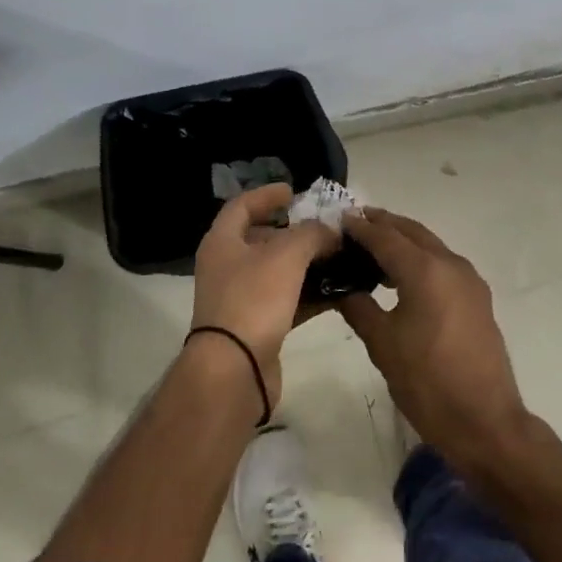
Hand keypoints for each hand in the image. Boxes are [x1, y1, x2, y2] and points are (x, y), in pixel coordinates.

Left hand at [191, 183, 338, 409]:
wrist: (234, 369)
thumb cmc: (254, 300)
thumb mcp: (287, 255)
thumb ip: (312, 234)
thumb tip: (330, 231)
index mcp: (222, 242)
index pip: (241, 206)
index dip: (266, 195)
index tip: (294, 191)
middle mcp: (226, 267)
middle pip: (261, 239)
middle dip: (294, 231)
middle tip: (325, 227)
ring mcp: (240, 299)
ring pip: (276, 272)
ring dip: (306, 263)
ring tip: (338, 257)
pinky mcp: (256, 326)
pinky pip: (286, 301)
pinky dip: (309, 294)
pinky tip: (337, 292)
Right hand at [337, 208, 529, 470]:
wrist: (484, 421)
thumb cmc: (427, 382)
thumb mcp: (382, 344)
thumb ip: (359, 307)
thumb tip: (342, 288)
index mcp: (425, 270)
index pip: (385, 237)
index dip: (360, 227)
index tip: (338, 219)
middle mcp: (451, 264)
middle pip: (412, 232)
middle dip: (384, 224)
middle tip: (355, 224)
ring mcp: (469, 280)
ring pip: (430, 246)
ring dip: (403, 240)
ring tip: (373, 248)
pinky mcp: (477, 298)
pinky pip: (443, 264)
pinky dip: (420, 259)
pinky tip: (401, 277)